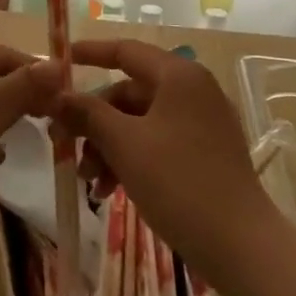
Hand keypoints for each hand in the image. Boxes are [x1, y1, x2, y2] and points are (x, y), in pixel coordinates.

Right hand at [52, 39, 278, 295]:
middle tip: (62, 143)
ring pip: (138, 122)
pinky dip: (129, 159)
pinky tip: (108, 190)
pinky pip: (156, 143)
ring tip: (89, 180)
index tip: (56, 63)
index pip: (125, 51)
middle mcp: (193, 91)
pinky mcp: (204, 153)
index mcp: (179, 77)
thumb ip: (87, 113)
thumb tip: (56, 95)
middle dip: (93, 120)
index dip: (88, 54)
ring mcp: (201, 124)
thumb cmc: (178, 182)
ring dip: (107, 145)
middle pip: (128, 93)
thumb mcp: (124, 144)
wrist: (239, 245)